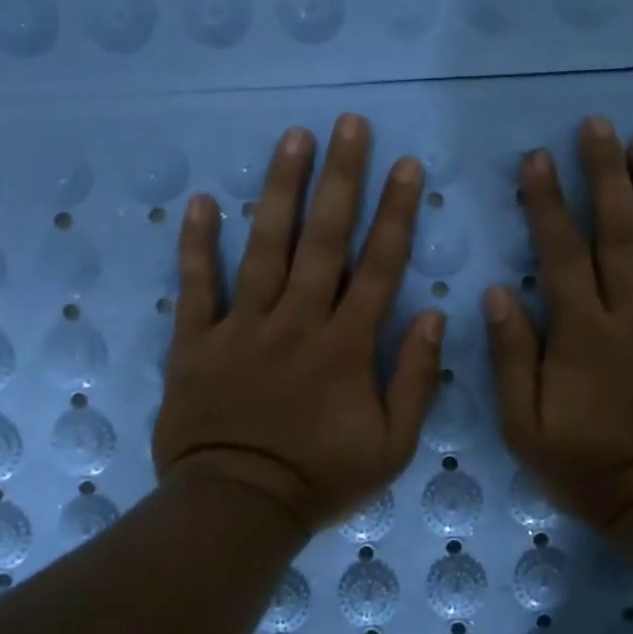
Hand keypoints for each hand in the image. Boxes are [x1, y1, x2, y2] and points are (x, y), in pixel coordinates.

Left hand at [153, 114, 446, 534]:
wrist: (237, 508)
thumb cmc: (320, 480)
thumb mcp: (392, 446)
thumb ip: (417, 380)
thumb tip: (435, 316)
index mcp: (347, 345)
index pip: (379, 265)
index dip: (395, 212)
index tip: (405, 165)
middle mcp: (298, 320)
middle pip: (324, 238)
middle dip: (341, 177)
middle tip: (349, 124)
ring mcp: (244, 326)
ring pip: (265, 246)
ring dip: (281, 190)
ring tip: (292, 138)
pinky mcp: (197, 340)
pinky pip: (197, 285)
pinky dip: (198, 244)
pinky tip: (202, 202)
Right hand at [483, 116, 632, 532]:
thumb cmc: (588, 468)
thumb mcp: (525, 426)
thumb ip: (512, 357)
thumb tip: (498, 293)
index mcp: (584, 334)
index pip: (563, 253)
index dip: (548, 202)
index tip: (538, 157)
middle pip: (621, 233)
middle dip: (607, 174)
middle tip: (599, 125)